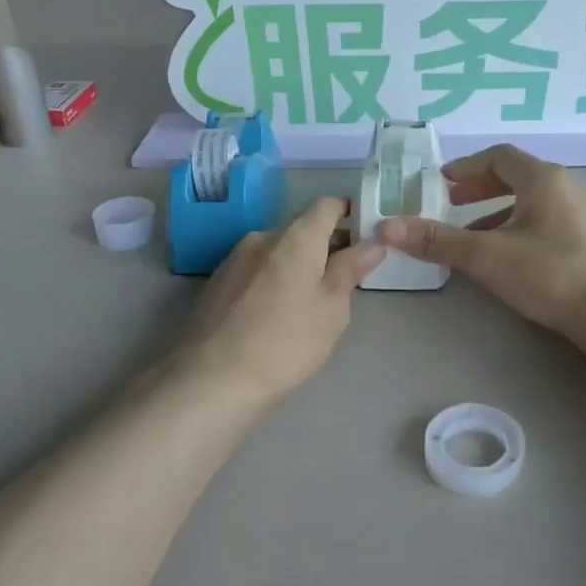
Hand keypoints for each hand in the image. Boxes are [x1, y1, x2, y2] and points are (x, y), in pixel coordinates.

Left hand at [176, 198, 384, 414]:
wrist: (212, 380)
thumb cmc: (286, 343)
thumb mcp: (332, 309)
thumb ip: (352, 269)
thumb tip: (373, 242)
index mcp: (296, 237)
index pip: (327, 205)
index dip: (349, 214)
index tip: (365, 237)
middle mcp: (263, 236)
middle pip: (302, 228)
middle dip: (326, 244)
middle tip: (345, 278)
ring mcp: (234, 258)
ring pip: (277, 250)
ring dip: (298, 263)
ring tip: (310, 300)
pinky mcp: (216, 281)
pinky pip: (256, 268)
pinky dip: (273, 277)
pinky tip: (276, 312)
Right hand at [377, 146, 585, 341]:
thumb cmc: (550, 274)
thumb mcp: (487, 256)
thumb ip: (438, 240)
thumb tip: (387, 227)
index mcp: (542, 179)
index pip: (498, 156)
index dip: (465, 166)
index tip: (439, 183)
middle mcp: (564, 187)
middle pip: (514, 175)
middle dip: (478, 188)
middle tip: (450, 203)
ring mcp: (579, 214)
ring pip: (528, 201)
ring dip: (494, 212)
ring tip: (468, 235)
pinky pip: (542, 220)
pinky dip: (514, 227)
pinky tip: (502, 257)